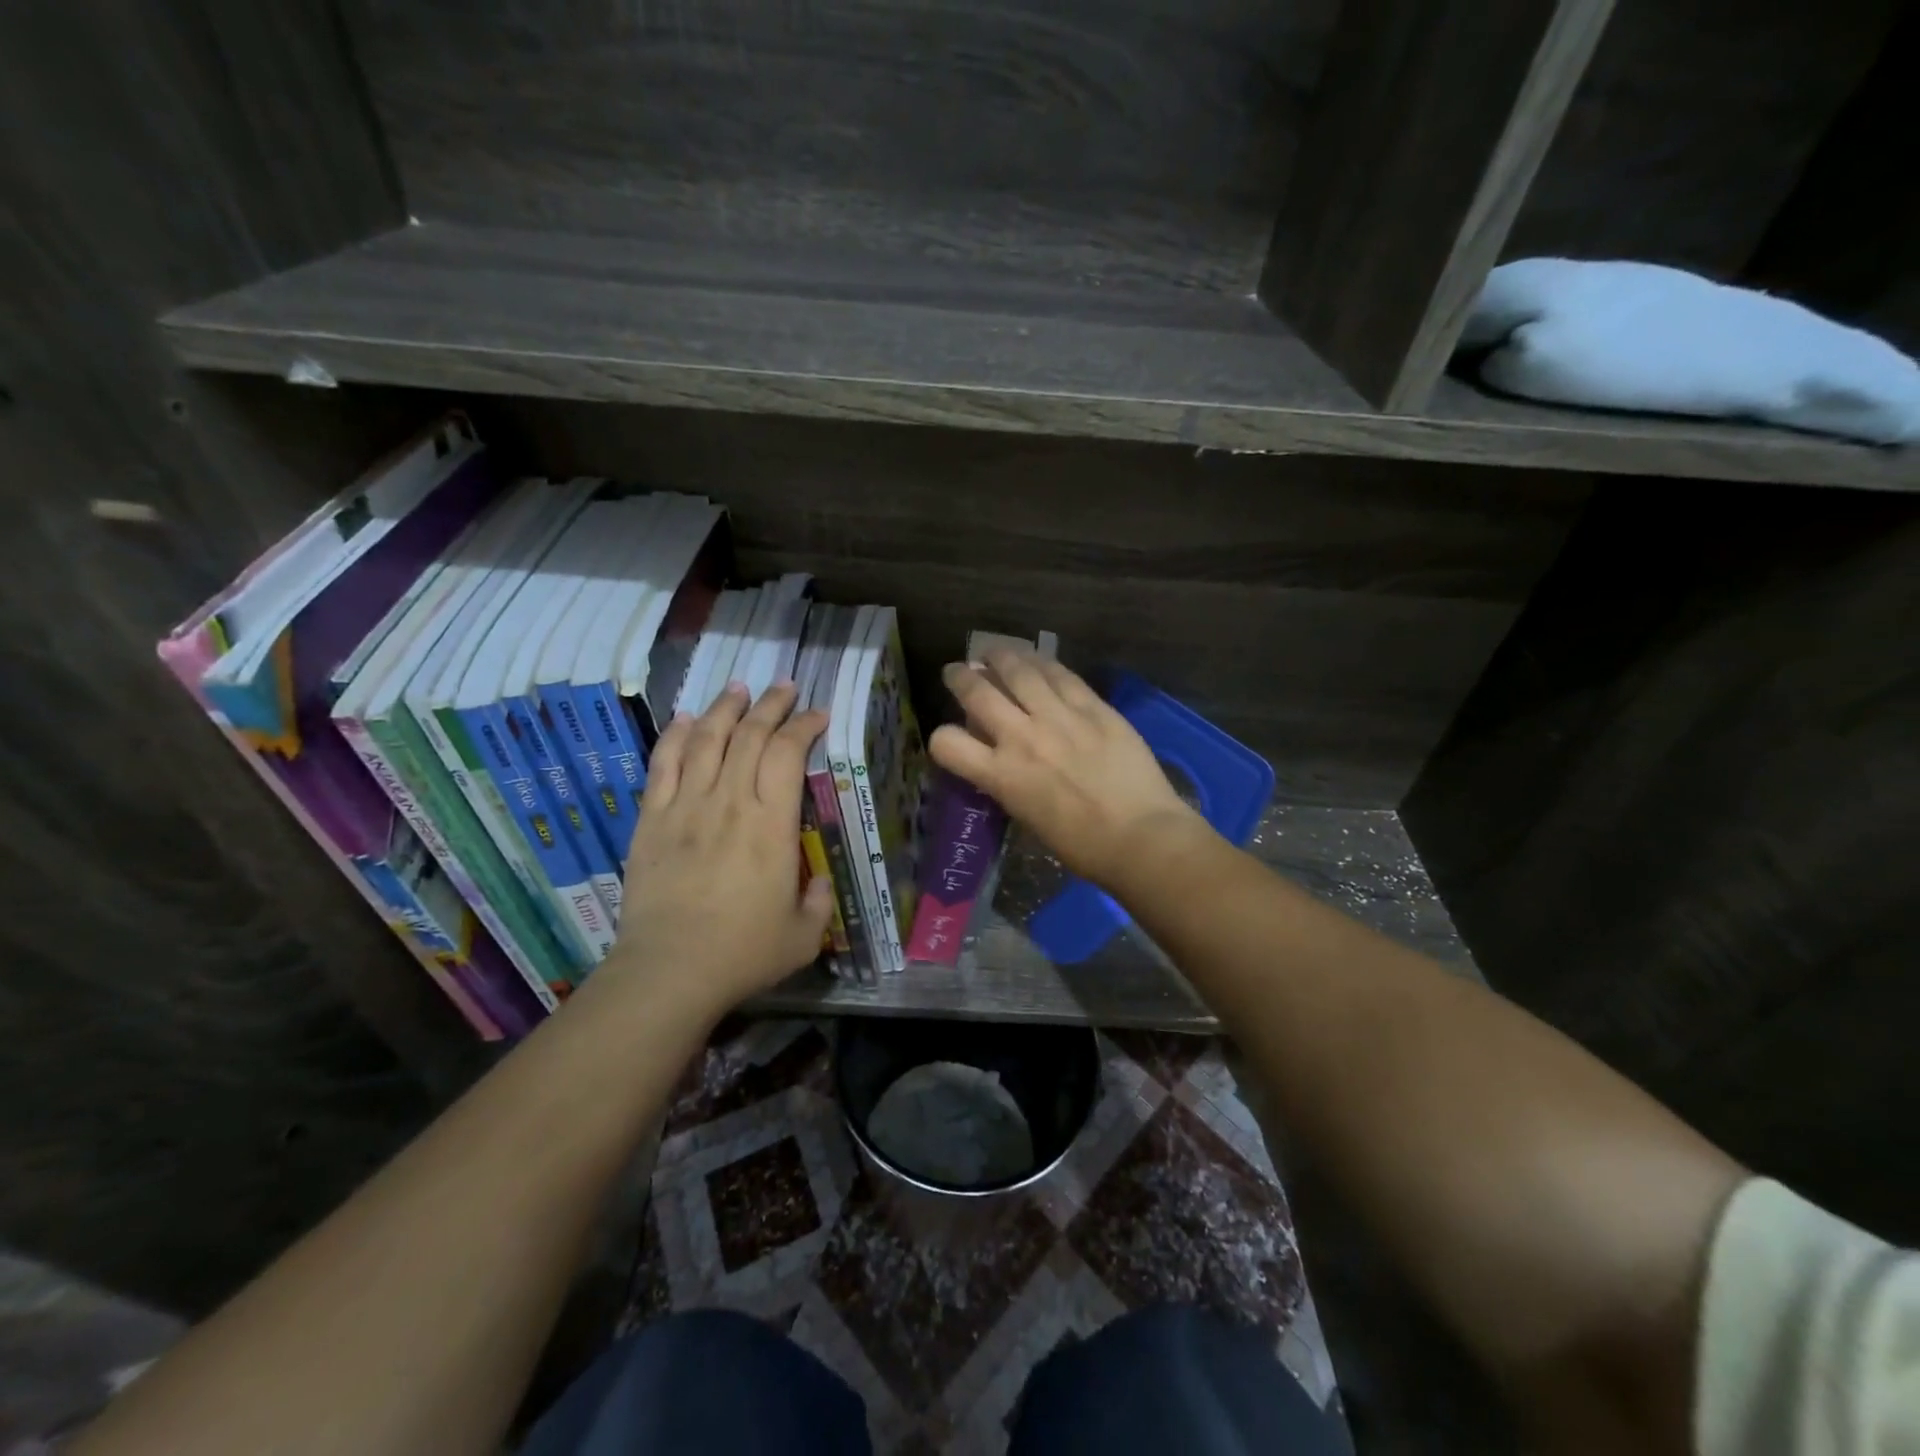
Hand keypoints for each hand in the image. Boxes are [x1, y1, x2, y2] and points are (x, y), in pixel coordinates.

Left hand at [607, 682, 834, 1017]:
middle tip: (784, 688)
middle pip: (749, 735)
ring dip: (724, 708)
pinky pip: (662, 764)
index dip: (805, 725)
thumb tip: (819, 881)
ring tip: (738, 689)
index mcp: (772, 824)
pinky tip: (685, 718)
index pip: (788, 753)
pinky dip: (674, 735)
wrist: (669, 971)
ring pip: (705, 739)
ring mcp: (685, 806)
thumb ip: (819, 902)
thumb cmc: (744, 952)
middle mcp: (729, 802)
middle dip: (770, 705)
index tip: (818, 714)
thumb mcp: (804, 935)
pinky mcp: (652, 820)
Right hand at [930, 648, 1210, 891]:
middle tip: (957, 671)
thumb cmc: (1082, 845)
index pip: (948, 743)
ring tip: (993, 652)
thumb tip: (1002, 759)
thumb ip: (1008, 782)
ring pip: (1019, 671)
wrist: (1140, 837)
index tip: (949, 736)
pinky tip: (1036, 659)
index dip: (941, 738)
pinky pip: (1061, 675)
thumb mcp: (1027, 816)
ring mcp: (1059, 717)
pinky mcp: (1093, 707)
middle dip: (960, 677)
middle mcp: (1022, 738)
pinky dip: (1042, 663)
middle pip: (978, 692)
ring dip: (1000, 657)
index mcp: (1001, 776)